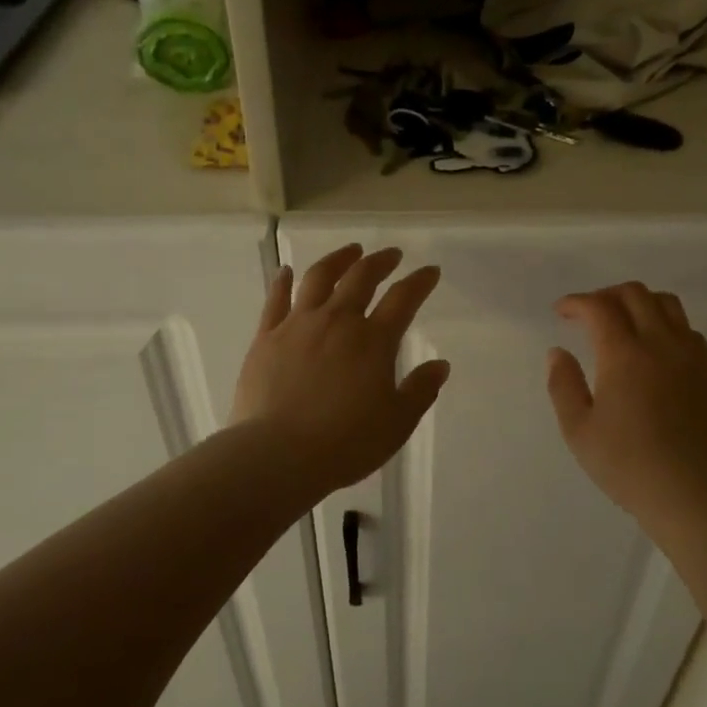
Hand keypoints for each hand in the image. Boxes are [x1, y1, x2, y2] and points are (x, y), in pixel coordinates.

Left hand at [232, 245, 449, 493]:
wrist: (278, 455)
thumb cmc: (345, 443)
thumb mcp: (396, 423)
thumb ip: (420, 390)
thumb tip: (440, 364)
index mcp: (373, 341)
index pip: (403, 299)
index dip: (420, 282)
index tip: (430, 271)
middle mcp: (337, 321)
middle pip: (361, 278)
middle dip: (380, 261)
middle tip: (392, 255)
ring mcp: (298, 325)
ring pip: (319, 278)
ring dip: (338, 260)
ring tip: (350, 251)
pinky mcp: (266, 337)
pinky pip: (276, 300)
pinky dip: (283, 282)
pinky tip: (286, 272)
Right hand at [547, 283, 706, 534]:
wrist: (691, 494)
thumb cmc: (626, 465)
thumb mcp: (578, 430)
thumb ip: (563, 385)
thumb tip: (558, 352)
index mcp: (624, 355)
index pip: (599, 307)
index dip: (576, 303)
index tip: (561, 312)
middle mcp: (662, 344)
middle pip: (636, 294)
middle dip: (606, 295)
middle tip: (588, 314)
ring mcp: (692, 357)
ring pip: (668, 305)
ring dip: (639, 303)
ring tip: (623, 323)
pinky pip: (688, 331)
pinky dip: (666, 325)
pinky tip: (655, 351)